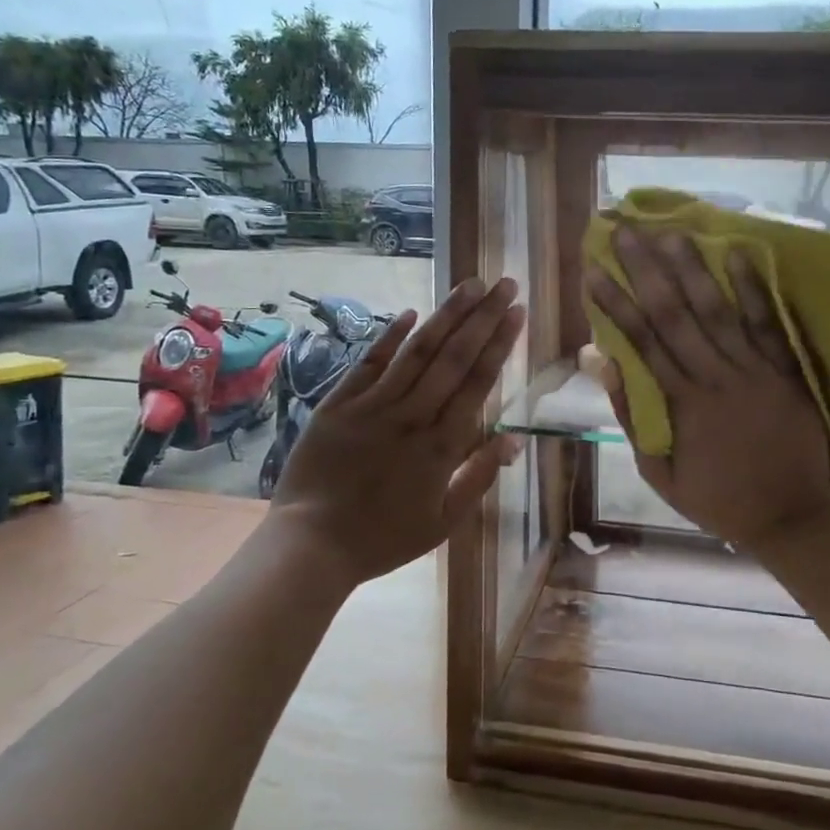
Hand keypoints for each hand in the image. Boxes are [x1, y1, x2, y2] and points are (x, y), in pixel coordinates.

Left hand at [269, 278, 525, 584]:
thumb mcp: (444, 521)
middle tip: (504, 283)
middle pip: (453, 358)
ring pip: (416, 352)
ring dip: (446, 315)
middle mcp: (412, 417)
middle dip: (482, 317)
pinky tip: (411, 312)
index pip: (478, 383)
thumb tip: (514, 440)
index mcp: (442, 446)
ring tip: (469, 284)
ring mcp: (372, 407)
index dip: (499, 344)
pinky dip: (390, 336)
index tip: (517, 312)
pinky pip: (368, 364)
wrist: (312, 545)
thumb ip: (479, 477)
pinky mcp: (338, 405)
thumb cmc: (384, 538)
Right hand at [587, 228, 829, 549]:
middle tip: (625, 231)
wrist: (790, 516)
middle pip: (675, 314)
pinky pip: (769, 323)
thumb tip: (607, 366)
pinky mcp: (788, 369)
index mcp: (684, 403)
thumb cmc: (718, 498)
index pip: (642, 341)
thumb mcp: (661, 473)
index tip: (594, 271)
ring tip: (671, 230)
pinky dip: (754, 288)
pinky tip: (739, 253)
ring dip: (693, 268)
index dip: (616, 303)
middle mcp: (717, 376)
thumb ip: (634, 418)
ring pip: (719, 310)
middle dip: (646, 269)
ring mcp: (756, 369)